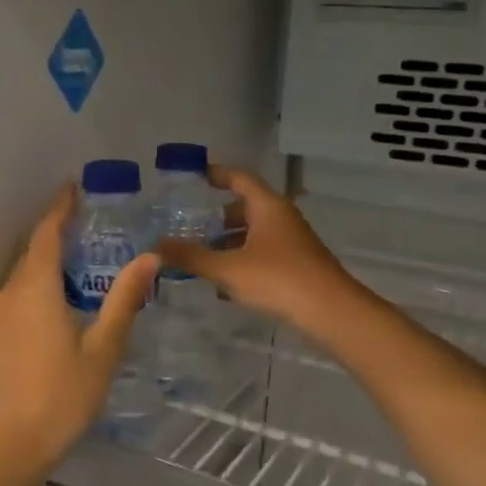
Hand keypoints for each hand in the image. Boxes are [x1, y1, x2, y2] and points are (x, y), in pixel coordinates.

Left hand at [0, 186, 159, 462]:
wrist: (10, 443)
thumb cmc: (62, 394)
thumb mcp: (103, 348)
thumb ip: (124, 300)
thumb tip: (148, 257)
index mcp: (35, 288)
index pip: (46, 234)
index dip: (60, 209)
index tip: (74, 187)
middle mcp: (11, 293)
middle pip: (32, 251)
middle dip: (56, 231)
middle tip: (89, 222)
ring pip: (24, 273)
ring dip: (48, 258)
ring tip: (81, 256)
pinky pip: (19, 293)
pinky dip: (40, 282)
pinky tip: (62, 297)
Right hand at [156, 165, 359, 331]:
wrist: (331, 312)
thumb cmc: (279, 279)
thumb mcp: (228, 268)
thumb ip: (191, 257)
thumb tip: (154, 246)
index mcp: (267, 207)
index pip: (240, 178)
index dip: (217, 174)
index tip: (194, 176)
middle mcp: (281, 218)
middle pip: (245, 207)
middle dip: (216, 216)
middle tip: (187, 224)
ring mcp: (291, 242)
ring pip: (253, 233)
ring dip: (227, 241)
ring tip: (198, 255)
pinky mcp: (296, 264)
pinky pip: (261, 252)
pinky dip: (241, 259)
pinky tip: (223, 281)